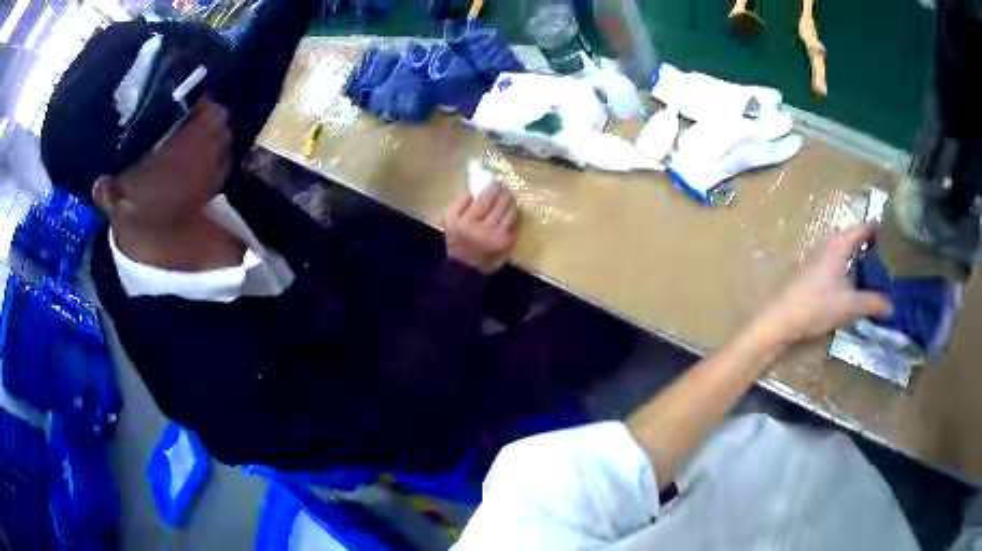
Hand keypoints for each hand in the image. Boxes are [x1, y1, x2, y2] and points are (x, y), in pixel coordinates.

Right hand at [441, 184, 519, 274]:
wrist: (465, 266)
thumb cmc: (456, 239)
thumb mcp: (448, 219)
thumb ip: (459, 202)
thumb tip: (475, 188)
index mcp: (467, 222)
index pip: (485, 200)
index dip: (494, 189)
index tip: (497, 183)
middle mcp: (483, 229)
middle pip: (500, 205)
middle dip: (505, 194)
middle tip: (505, 189)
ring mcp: (497, 237)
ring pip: (511, 213)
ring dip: (513, 203)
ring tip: (510, 199)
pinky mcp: (507, 243)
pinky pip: (515, 224)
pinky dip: (515, 216)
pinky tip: (512, 212)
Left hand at [758, 224, 892, 344]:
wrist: (780, 320)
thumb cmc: (817, 306)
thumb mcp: (850, 305)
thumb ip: (873, 303)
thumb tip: (892, 307)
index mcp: (839, 243)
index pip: (863, 228)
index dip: (878, 228)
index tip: (892, 231)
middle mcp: (827, 244)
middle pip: (853, 239)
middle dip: (870, 245)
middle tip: (888, 256)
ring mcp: (817, 257)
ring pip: (844, 252)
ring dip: (858, 259)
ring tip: (875, 271)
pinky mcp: (811, 273)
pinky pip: (836, 264)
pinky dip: (848, 269)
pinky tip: (854, 285)